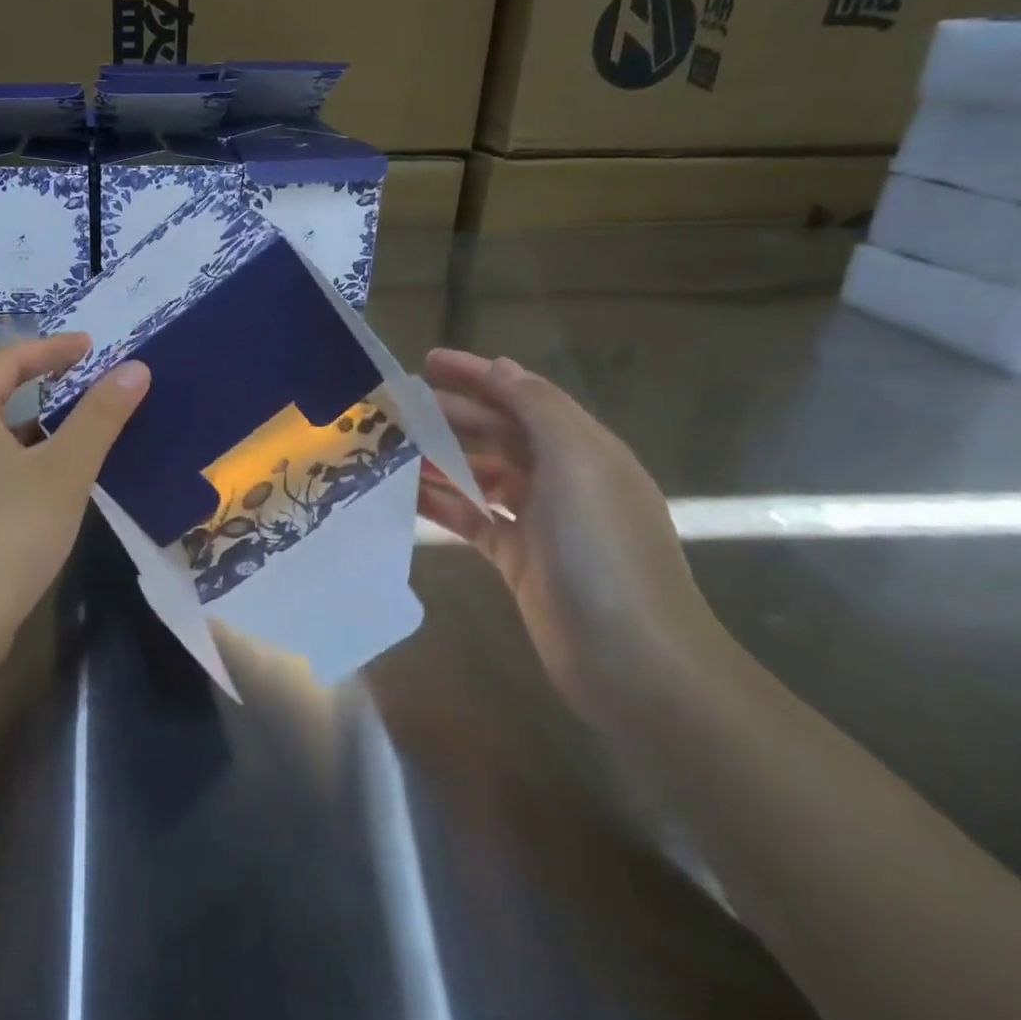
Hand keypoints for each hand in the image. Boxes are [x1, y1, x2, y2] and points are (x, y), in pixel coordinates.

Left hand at [0, 334, 149, 665]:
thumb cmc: (6, 535)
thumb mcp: (64, 471)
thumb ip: (100, 416)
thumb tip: (135, 368)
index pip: (9, 361)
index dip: (54, 349)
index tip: (92, 347)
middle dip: (45, 388)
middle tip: (90, 388)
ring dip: (34, 430)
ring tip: (80, 437)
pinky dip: (19, 462)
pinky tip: (49, 487)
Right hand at [417, 350, 734, 728]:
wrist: (631, 658)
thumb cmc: (602, 550)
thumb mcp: (577, 464)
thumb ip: (538, 409)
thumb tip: (503, 368)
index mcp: (582, 449)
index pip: (523, 396)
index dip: (478, 375)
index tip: (427, 361)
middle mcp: (562, 478)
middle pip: (498, 433)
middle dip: (450, 414)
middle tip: (395, 405)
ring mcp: (539, 521)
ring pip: (480, 474)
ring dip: (439, 457)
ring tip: (389, 446)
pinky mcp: (517, 559)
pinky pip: (471, 518)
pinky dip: (441, 503)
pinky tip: (404, 495)